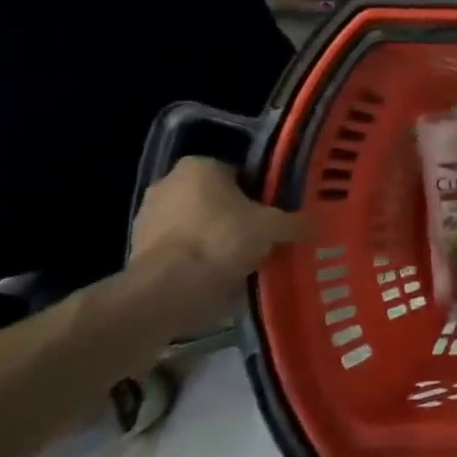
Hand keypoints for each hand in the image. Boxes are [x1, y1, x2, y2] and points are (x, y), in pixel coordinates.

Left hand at [125, 157, 308, 333]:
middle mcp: (168, 182)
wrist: (166, 290)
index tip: (274, 215)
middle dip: (236, 216)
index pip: (240, 173)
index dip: (261, 194)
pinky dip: (195, 259)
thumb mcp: (272, 229)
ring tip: (241, 262)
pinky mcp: (136, 250)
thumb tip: (320, 224)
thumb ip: (296, 223)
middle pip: (216, 198)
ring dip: (214, 238)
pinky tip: (216, 277)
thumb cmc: (221, 241)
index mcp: (200, 166)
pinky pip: (179, 249)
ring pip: (196, 223)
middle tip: (261, 238)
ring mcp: (147, 216)